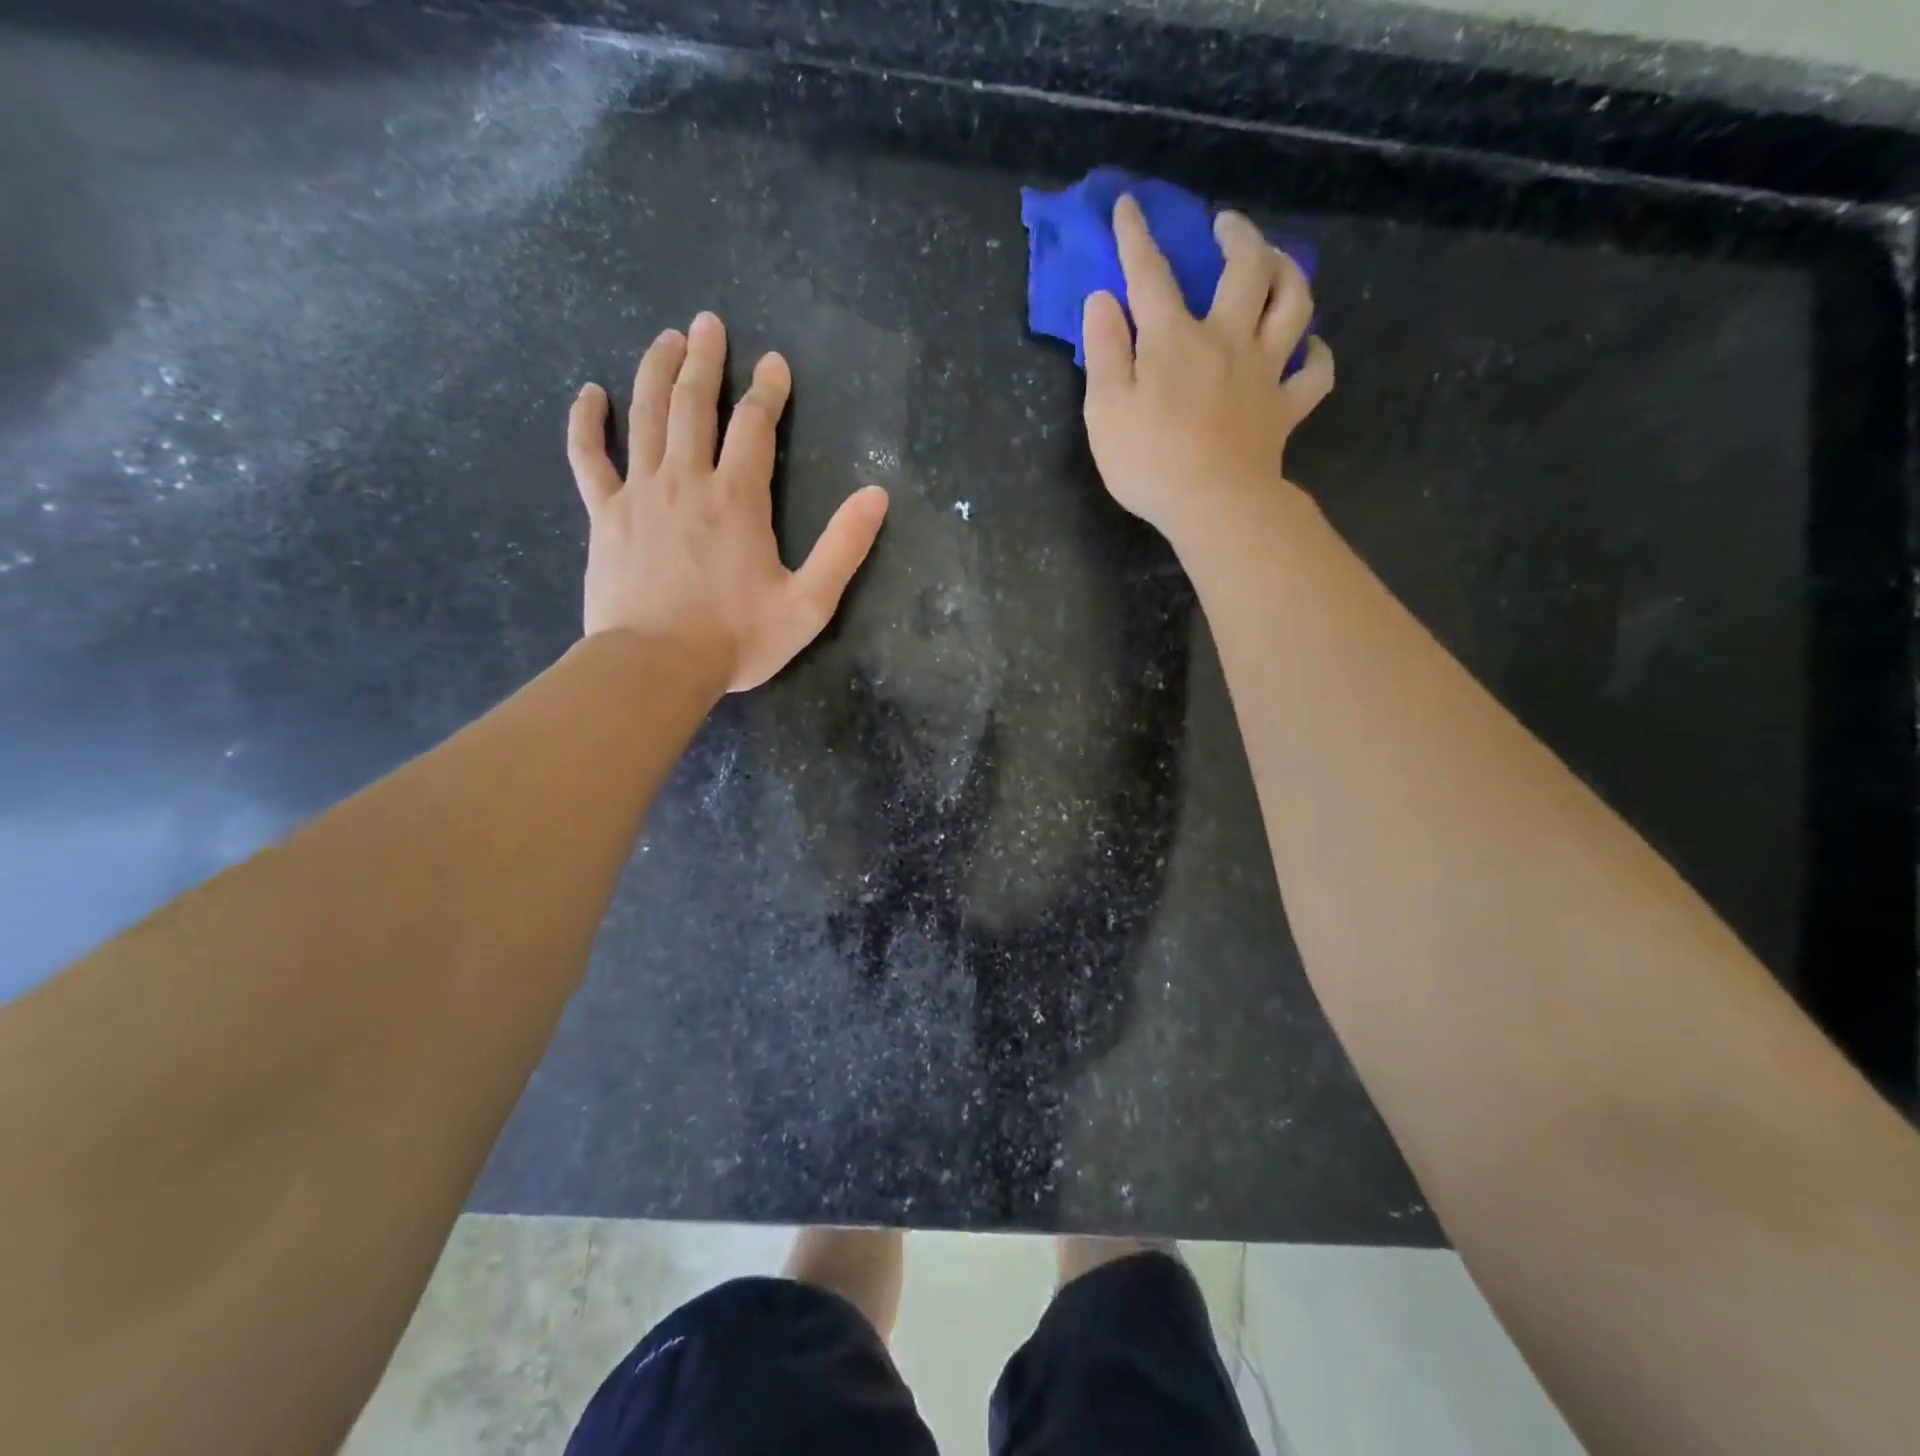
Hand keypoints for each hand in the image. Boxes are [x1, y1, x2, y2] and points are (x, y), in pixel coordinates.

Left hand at [567, 312, 888, 691]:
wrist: (657, 666)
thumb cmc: (737, 639)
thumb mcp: (810, 604)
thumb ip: (844, 548)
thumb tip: (877, 496)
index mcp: (739, 499)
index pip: (755, 426)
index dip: (768, 390)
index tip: (774, 363)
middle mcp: (687, 480)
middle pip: (694, 403)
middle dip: (705, 360)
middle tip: (708, 323)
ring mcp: (640, 493)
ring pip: (646, 415)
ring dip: (656, 371)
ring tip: (665, 339)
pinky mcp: (605, 515)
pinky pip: (589, 457)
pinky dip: (587, 422)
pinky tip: (590, 394)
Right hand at [1082, 196, 1333, 545]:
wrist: (1215, 504)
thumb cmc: (1150, 461)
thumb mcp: (1106, 409)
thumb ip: (1104, 351)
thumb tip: (1102, 300)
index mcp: (1174, 339)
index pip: (1151, 275)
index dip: (1136, 237)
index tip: (1129, 205)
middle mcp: (1226, 340)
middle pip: (1245, 269)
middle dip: (1236, 236)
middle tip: (1227, 225)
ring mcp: (1264, 372)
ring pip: (1294, 303)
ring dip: (1288, 272)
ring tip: (1277, 263)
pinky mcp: (1286, 409)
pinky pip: (1315, 373)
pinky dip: (1317, 354)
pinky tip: (1310, 347)